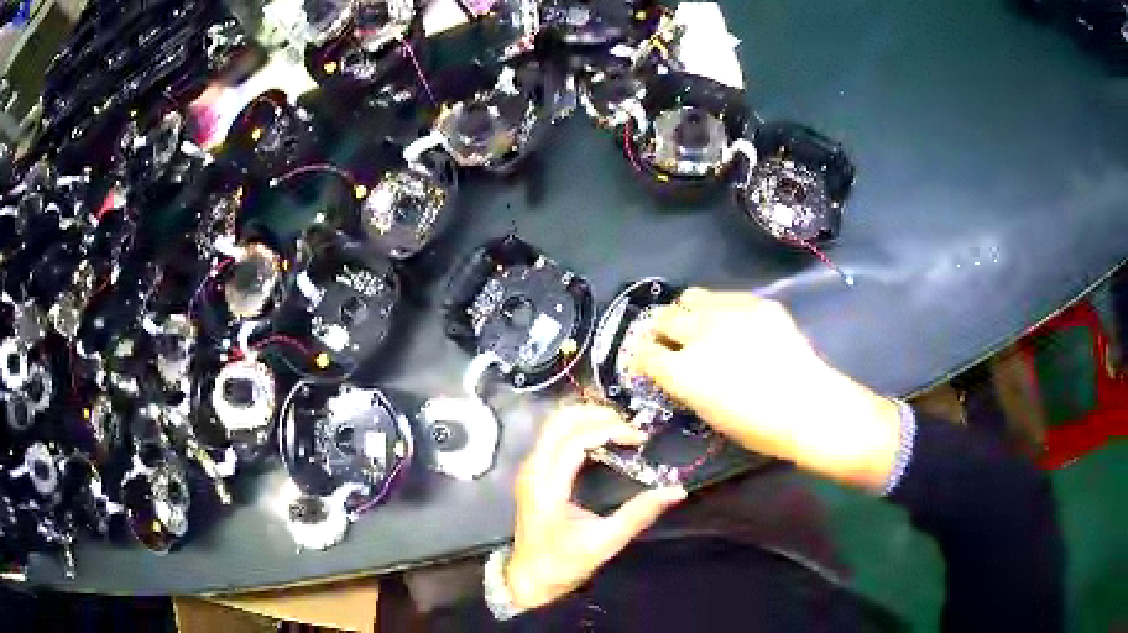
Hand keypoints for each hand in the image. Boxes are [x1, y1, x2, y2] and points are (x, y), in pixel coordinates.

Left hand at [506, 404, 686, 610]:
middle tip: (630, 426)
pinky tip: (602, 440)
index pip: (575, 440)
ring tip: (621, 428)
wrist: (529, 579)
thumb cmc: (564, 563)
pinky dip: (579, 429)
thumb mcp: (605, 542)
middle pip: (559, 421)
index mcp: (546, 486)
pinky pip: (554, 437)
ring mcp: (530, 469)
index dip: (609, 430)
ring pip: (554, 425)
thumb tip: (676, 491)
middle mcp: (533, 470)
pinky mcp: (534, 474)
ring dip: (587, 419)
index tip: (639, 438)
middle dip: (597, 414)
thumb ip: (639, 514)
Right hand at [633, 288, 901, 490]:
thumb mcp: (708, 412)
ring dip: (689, 311)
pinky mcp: (755, 302)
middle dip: (662, 329)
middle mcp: (697, 334)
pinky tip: (737, 323)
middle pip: (663, 318)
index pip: (645, 353)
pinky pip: (726, 296)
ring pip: (690, 296)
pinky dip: (722, 308)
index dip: (645, 357)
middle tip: (673, 338)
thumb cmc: (757, 427)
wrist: (808, 406)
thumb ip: (686, 384)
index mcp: (681, 371)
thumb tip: (678, 368)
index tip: (651, 359)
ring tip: (701, 322)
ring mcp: (727, 312)